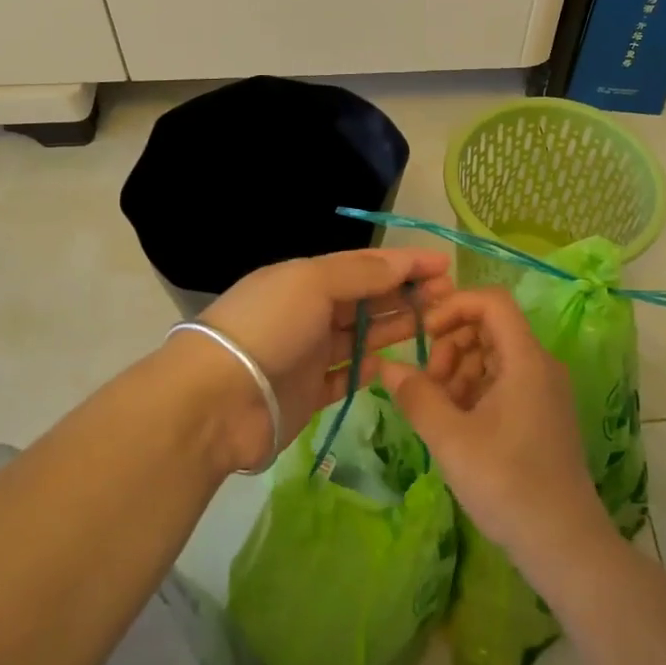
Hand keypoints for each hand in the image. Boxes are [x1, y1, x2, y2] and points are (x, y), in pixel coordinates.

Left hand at [193, 248, 453, 467]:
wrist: (216, 401)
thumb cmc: (267, 327)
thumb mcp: (312, 283)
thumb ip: (360, 273)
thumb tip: (402, 263)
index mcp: (304, 278)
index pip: (363, 264)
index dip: (403, 262)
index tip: (445, 264)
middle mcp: (307, 312)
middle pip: (365, 298)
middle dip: (405, 293)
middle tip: (449, 296)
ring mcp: (307, 354)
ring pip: (360, 336)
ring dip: (395, 327)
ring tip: (437, 323)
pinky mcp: (308, 393)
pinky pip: (346, 376)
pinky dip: (369, 369)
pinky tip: (396, 363)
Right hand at [379, 289, 615, 575]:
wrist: (563, 544)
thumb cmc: (508, 484)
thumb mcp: (451, 440)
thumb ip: (416, 396)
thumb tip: (387, 366)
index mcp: (527, 360)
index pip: (492, 301)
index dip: (453, 306)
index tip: (424, 335)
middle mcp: (540, 365)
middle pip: (490, 326)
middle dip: (451, 344)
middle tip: (429, 384)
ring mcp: (543, 390)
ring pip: (493, 355)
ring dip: (459, 370)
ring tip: (438, 409)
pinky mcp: (540, 413)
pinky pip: (502, 381)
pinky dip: (474, 390)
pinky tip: (456, 423)